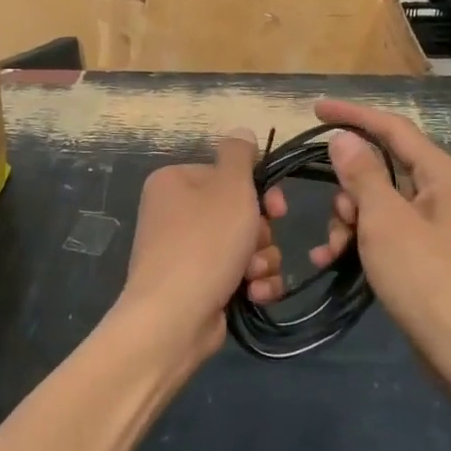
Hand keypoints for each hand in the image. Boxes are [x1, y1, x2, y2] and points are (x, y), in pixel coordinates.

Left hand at [110, 132, 286, 373]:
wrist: (173, 317)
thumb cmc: (204, 242)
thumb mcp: (229, 186)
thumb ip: (239, 154)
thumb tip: (241, 133)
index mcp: (174, 182)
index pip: (227, 175)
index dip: (259, 190)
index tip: (277, 207)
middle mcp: (174, 214)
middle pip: (238, 212)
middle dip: (259, 232)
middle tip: (258, 244)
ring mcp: (183, 252)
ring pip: (243, 245)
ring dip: (260, 259)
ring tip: (253, 274)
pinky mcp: (196, 286)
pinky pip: (236, 274)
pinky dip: (251, 283)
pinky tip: (254, 293)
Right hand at [309, 100, 450, 383]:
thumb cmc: (430, 280)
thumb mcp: (386, 221)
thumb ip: (363, 174)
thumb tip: (345, 138)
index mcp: (445, 176)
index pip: (394, 129)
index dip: (353, 115)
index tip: (315, 109)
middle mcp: (447, 195)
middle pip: (385, 170)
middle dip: (350, 189)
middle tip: (337, 218)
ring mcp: (441, 229)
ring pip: (382, 205)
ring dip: (351, 221)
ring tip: (334, 251)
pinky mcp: (432, 259)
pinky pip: (389, 234)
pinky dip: (364, 243)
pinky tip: (335, 263)